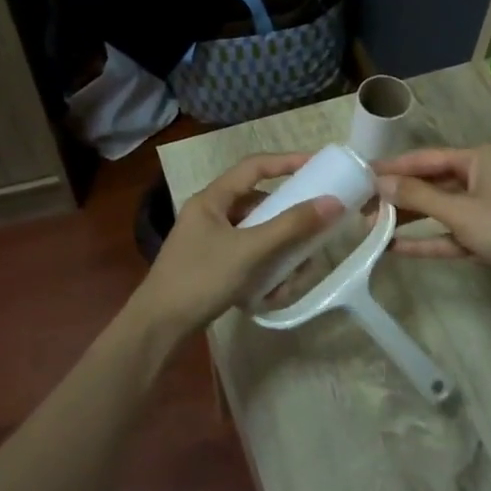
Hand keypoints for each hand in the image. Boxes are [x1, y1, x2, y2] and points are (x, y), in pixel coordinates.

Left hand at [125, 152, 343, 344]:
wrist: (158, 328)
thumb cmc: (201, 279)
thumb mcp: (249, 250)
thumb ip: (291, 226)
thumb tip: (332, 202)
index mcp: (211, 199)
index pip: (254, 167)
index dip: (287, 162)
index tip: (318, 167)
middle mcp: (209, 214)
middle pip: (258, 205)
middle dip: (287, 221)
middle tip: (314, 231)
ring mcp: (209, 242)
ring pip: (255, 235)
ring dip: (278, 252)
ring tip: (294, 274)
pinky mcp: (212, 266)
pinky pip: (247, 257)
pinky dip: (264, 270)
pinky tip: (273, 293)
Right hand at [376, 144, 490, 299]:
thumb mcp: (460, 211)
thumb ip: (417, 197)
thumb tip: (379, 183)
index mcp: (481, 158)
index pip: (428, 158)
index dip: (394, 167)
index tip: (362, 175)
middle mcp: (485, 177)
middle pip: (433, 184)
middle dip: (399, 197)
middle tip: (361, 207)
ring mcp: (489, 208)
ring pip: (441, 210)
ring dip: (410, 220)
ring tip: (371, 228)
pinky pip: (453, 233)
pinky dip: (429, 240)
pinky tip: (397, 248)